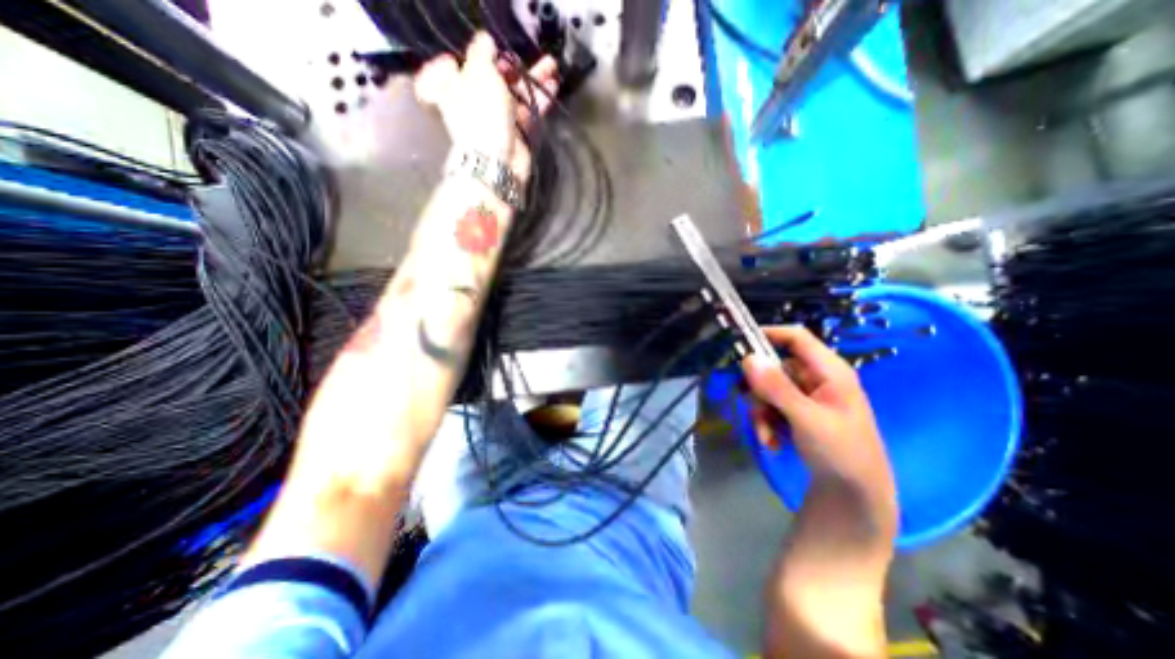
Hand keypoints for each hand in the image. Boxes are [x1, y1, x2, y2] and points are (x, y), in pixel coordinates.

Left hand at [412, 32, 558, 177]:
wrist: (497, 161)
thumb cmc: (481, 112)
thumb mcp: (479, 71)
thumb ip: (482, 52)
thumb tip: (485, 41)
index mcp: (450, 88)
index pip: (452, 68)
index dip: (467, 58)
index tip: (483, 51)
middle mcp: (472, 105)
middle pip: (490, 81)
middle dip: (509, 67)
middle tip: (522, 57)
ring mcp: (496, 122)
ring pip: (514, 96)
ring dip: (531, 81)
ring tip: (550, 67)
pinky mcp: (516, 135)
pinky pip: (528, 113)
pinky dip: (539, 100)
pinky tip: (552, 85)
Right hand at [743, 324, 891, 488]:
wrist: (855, 497)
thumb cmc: (841, 454)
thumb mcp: (807, 419)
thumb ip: (777, 388)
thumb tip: (747, 358)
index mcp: (829, 371)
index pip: (796, 337)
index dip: (768, 334)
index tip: (738, 343)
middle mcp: (817, 378)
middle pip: (774, 366)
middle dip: (759, 390)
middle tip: (756, 408)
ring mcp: (807, 396)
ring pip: (768, 389)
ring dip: (760, 411)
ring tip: (766, 435)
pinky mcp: (799, 412)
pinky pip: (771, 406)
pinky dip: (766, 422)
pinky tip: (771, 442)